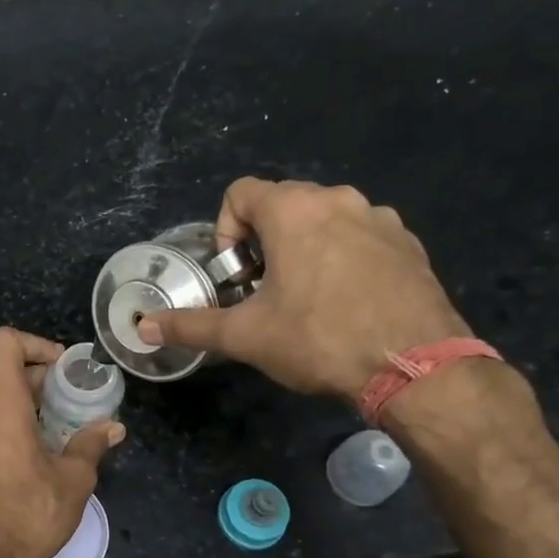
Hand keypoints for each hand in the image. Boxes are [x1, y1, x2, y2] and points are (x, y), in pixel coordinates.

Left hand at [0, 328, 123, 557]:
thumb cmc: (30, 515)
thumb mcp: (73, 480)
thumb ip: (90, 445)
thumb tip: (113, 427)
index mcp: (1, 405)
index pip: (5, 343)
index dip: (35, 344)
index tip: (62, 368)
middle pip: (5, 377)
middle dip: (41, 384)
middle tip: (74, 406)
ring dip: (27, 412)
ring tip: (58, 438)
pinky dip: (9, 433)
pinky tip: (33, 463)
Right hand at [138, 177, 469, 400]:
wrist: (416, 365)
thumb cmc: (320, 339)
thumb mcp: (246, 336)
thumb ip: (191, 326)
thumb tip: (142, 328)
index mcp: (294, 210)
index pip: (240, 192)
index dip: (225, 230)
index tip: (235, 275)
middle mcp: (338, 199)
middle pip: (283, 204)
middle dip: (263, 241)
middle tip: (264, 290)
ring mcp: (380, 218)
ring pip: (324, 219)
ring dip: (304, 247)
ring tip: (306, 298)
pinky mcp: (408, 242)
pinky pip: (361, 235)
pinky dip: (343, 256)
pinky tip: (347, 302)